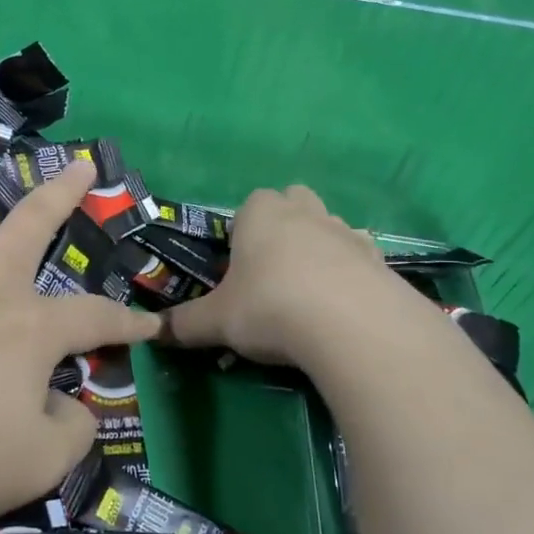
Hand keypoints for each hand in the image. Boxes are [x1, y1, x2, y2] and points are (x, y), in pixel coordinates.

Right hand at [162, 185, 399, 369]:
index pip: (248, 205)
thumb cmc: (270, 307)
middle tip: (272, 273)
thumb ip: (185, 323)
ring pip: (328, 227)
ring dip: (318, 249)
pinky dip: (350, 274)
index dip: (242, 233)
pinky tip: (342, 308)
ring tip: (308, 295)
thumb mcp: (217, 321)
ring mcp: (345, 230)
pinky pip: (359, 257)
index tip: (239, 267)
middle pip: (293, 202)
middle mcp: (304, 211)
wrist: (351, 325)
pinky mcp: (378, 258)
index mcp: (261, 213)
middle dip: (284, 226)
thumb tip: (155, 331)